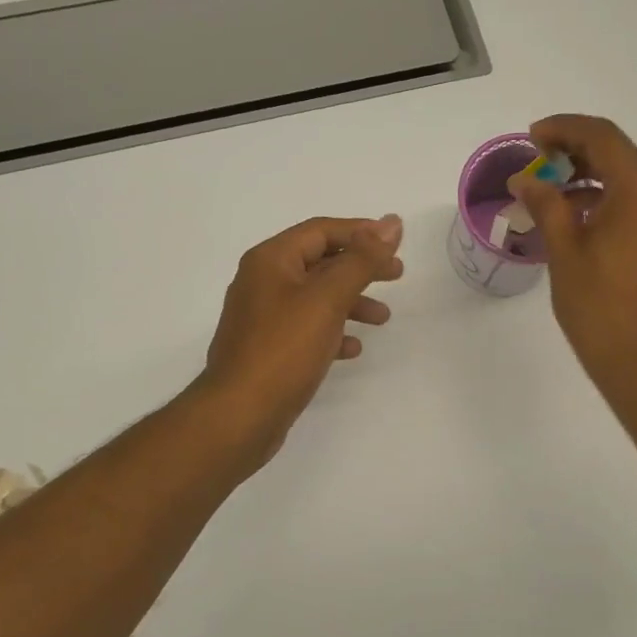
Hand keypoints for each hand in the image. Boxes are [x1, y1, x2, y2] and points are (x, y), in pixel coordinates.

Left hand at [199, 214, 404, 468]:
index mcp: (271, 261)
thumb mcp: (328, 298)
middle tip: (396, 274)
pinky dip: (333, 332)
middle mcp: (263, 282)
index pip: (321, 231)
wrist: (240, 414)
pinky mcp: (268, 350)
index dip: (361, 232)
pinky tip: (352, 349)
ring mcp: (263, 318)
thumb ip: (362, 260)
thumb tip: (392, 222)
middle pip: (320, 262)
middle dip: (360, 267)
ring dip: (351, 302)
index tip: (396, 242)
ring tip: (383, 319)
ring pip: (316, 298)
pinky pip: (306, 329)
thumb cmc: (284, 349)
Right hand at [510, 115, 636, 399]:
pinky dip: (607, 198)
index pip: (603, 137)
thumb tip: (526, 179)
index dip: (563, 129)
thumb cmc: (600, 309)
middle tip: (536, 162)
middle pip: (619, 153)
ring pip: (628, 177)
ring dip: (589, 177)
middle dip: (575, 152)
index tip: (531, 137)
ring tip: (548, 190)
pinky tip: (575, 214)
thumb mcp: (564, 252)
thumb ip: (546, 205)